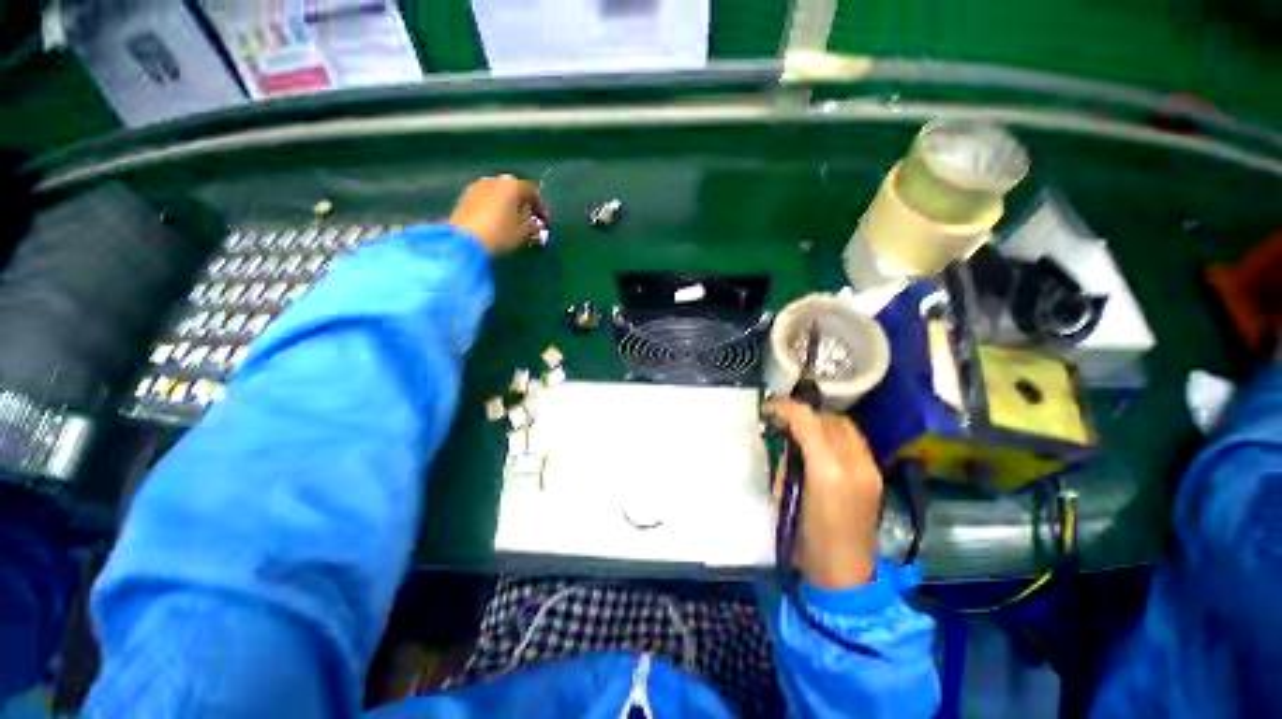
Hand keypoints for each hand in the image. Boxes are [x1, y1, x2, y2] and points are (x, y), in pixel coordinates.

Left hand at [448, 175, 547, 254]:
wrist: (464, 240)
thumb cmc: (500, 234)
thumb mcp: (523, 233)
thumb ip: (534, 224)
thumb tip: (537, 221)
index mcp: (512, 186)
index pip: (532, 190)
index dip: (540, 205)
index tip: (543, 219)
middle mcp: (495, 180)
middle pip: (515, 189)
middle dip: (523, 203)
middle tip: (527, 219)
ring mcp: (478, 186)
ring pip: (499, 192)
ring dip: (507, 203)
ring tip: (510, 220)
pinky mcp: (466, 195)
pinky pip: (487, 197)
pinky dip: (494, 205)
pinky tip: (495, 220)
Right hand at [765, 399, 882, 588]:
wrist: (844, 573)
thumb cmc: (803, 539)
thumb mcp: (782, 495)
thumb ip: (781, 460)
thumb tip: (775, 435)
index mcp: (826, 470)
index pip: (806, 420)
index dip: (784, 408)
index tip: (766, 408)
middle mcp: (854, 462)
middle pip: (827, 418)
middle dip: (801, 413)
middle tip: (781, 419)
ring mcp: (870, 468)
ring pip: (844, 425)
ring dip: (819, 421)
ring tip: (800, 428)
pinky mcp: (875, 474)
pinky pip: (853, 440)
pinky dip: (834, 433)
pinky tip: (820, 444)